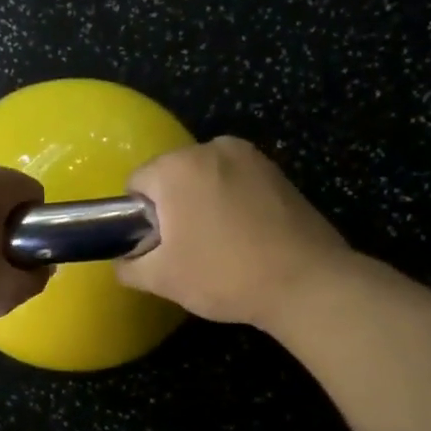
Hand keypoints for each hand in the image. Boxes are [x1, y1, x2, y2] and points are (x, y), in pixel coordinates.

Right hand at [117, 137, 352, 328]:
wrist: (307, 283)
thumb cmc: (224, 274)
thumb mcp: (163, 279)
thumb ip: (129, 266)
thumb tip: (123, 261)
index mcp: (177, 167)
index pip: (136, 183)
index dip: (139, 218)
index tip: (157, 246)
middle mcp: (211, 148)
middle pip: (172, 176)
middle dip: (172, 207)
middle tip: (187, 249)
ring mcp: (249, 156)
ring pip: (205, 178)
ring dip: (202, 203)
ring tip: (219, 244)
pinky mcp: (277, 171)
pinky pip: (236, 182)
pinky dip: (232, 202)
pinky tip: (246, 236)